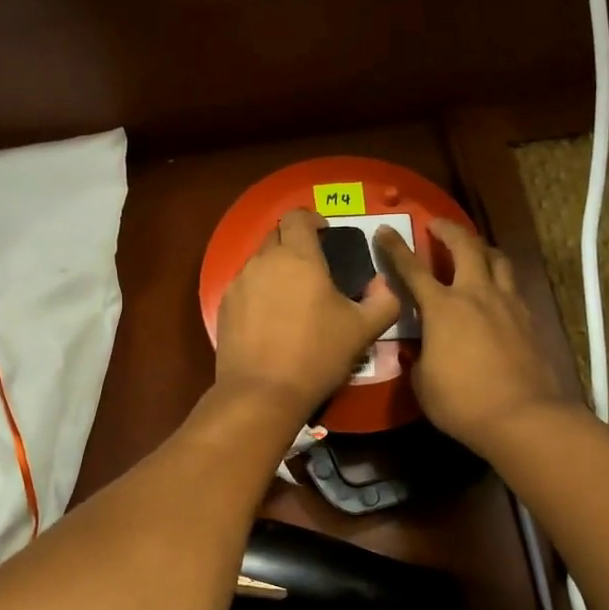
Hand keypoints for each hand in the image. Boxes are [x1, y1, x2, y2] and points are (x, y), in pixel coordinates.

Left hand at [215, 210, 401, 419]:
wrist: (262, 392)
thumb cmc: (317, 355)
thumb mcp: (363, 330)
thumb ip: (383, 300)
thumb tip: (383, 283)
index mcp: (299, 257)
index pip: (298, 217)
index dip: (312, 219)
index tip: (325, 234)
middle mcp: (264, 261)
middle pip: (277, 236)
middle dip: (295, 244)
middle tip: (314, 269)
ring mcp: (239, 283)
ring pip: (259, 262)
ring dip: (276, 269)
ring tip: (292, 297)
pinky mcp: (224, 306)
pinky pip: (245, 286)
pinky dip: (259, 292)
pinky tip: (270, 319)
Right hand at [376, 218, 564, 452]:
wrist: (524, 417)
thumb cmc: (462, 402)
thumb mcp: (423, 382)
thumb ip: (419, 356)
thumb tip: (422, 349)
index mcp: (443, 307)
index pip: (412, 268)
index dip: (395, 248)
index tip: (384, 230)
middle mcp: (477, 295)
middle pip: (466, 246)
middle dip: (448, 229)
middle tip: (437, 224)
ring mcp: (508, 304)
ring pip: (498, 259)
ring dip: (481, 248)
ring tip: (473, 250)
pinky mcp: (530, 320)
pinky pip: (513, 287)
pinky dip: (501, 280)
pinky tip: (496, 293)